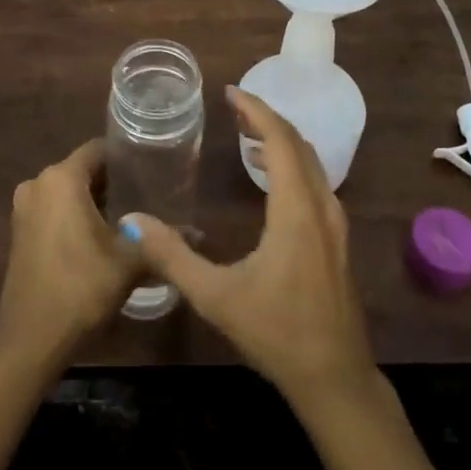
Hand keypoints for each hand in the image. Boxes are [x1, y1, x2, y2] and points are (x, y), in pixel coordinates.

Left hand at [0, 139, 140, 361]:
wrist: (31, 340)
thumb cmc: (81, 288)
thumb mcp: (129, 262)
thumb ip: (159, 240)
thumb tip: (196, 232)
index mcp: (61, 179)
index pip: (98, 149)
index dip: (126, 156)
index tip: (151, 168)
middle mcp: (38, 184)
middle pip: (82, 169)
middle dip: (112, 181)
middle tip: (146, 194)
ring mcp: (24, 208)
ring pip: (67, 191)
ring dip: (93, 200)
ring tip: (128, 216)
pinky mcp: (19, 232)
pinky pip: (53, 209)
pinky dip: (74, 215)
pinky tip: (99, 236)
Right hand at [126, 87, 376, 407]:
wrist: (335, 377)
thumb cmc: (276, 333)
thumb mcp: (217, 297)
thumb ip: (173, 257)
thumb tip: (133, 222)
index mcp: (296, 209)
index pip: (280, 139)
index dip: (256, 110)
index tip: (230, 92)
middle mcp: (321, 205)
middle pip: (298, 143)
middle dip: (266, 118)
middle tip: (233, 107)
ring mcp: (335, 221)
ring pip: (311, 161)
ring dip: (280, 140)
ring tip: (246, 135)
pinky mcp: (337, 237)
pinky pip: (315, 180)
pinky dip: (291, 162)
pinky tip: (269, 176)